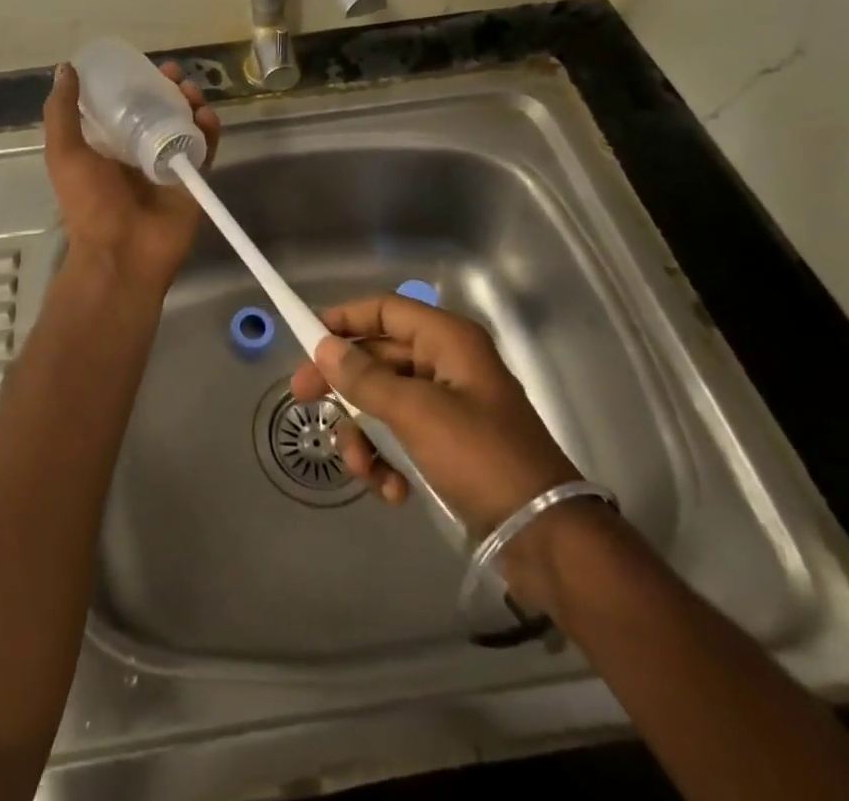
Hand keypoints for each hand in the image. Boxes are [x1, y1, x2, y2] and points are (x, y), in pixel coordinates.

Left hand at [44, 60, 220, 297]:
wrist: (121, 253)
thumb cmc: (89, 202)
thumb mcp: (64, 153)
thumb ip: (62, 112)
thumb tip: (66, 68)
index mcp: (108, 144)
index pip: (126, 104)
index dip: (136, 81)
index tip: (143, 64)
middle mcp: (139, 150)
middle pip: (160, 109)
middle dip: (169, 87)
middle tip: (175, 74)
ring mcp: (169, 163)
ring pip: (186, 123)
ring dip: (191, 102)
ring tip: (192, 91)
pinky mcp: (194, 178)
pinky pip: (206, 147)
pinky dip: (209, 129)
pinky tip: (206, 115)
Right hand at [291, 292, 581, 537]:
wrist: (545, 538)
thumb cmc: (480, 458)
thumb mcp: (416, 413)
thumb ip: (365, 378)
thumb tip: (324, 347)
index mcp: (448, 341)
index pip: (386, 310)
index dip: (345, 318)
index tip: (306, 337)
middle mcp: (448, 365)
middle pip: (379, 358)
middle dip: (344, 385)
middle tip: (302, 398)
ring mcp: (450, 407)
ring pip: (384, 402)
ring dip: (365, 435)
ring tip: (363, 469)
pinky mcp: (450, 446)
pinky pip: (402, 437)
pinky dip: (389, 461)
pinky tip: (393, 491)